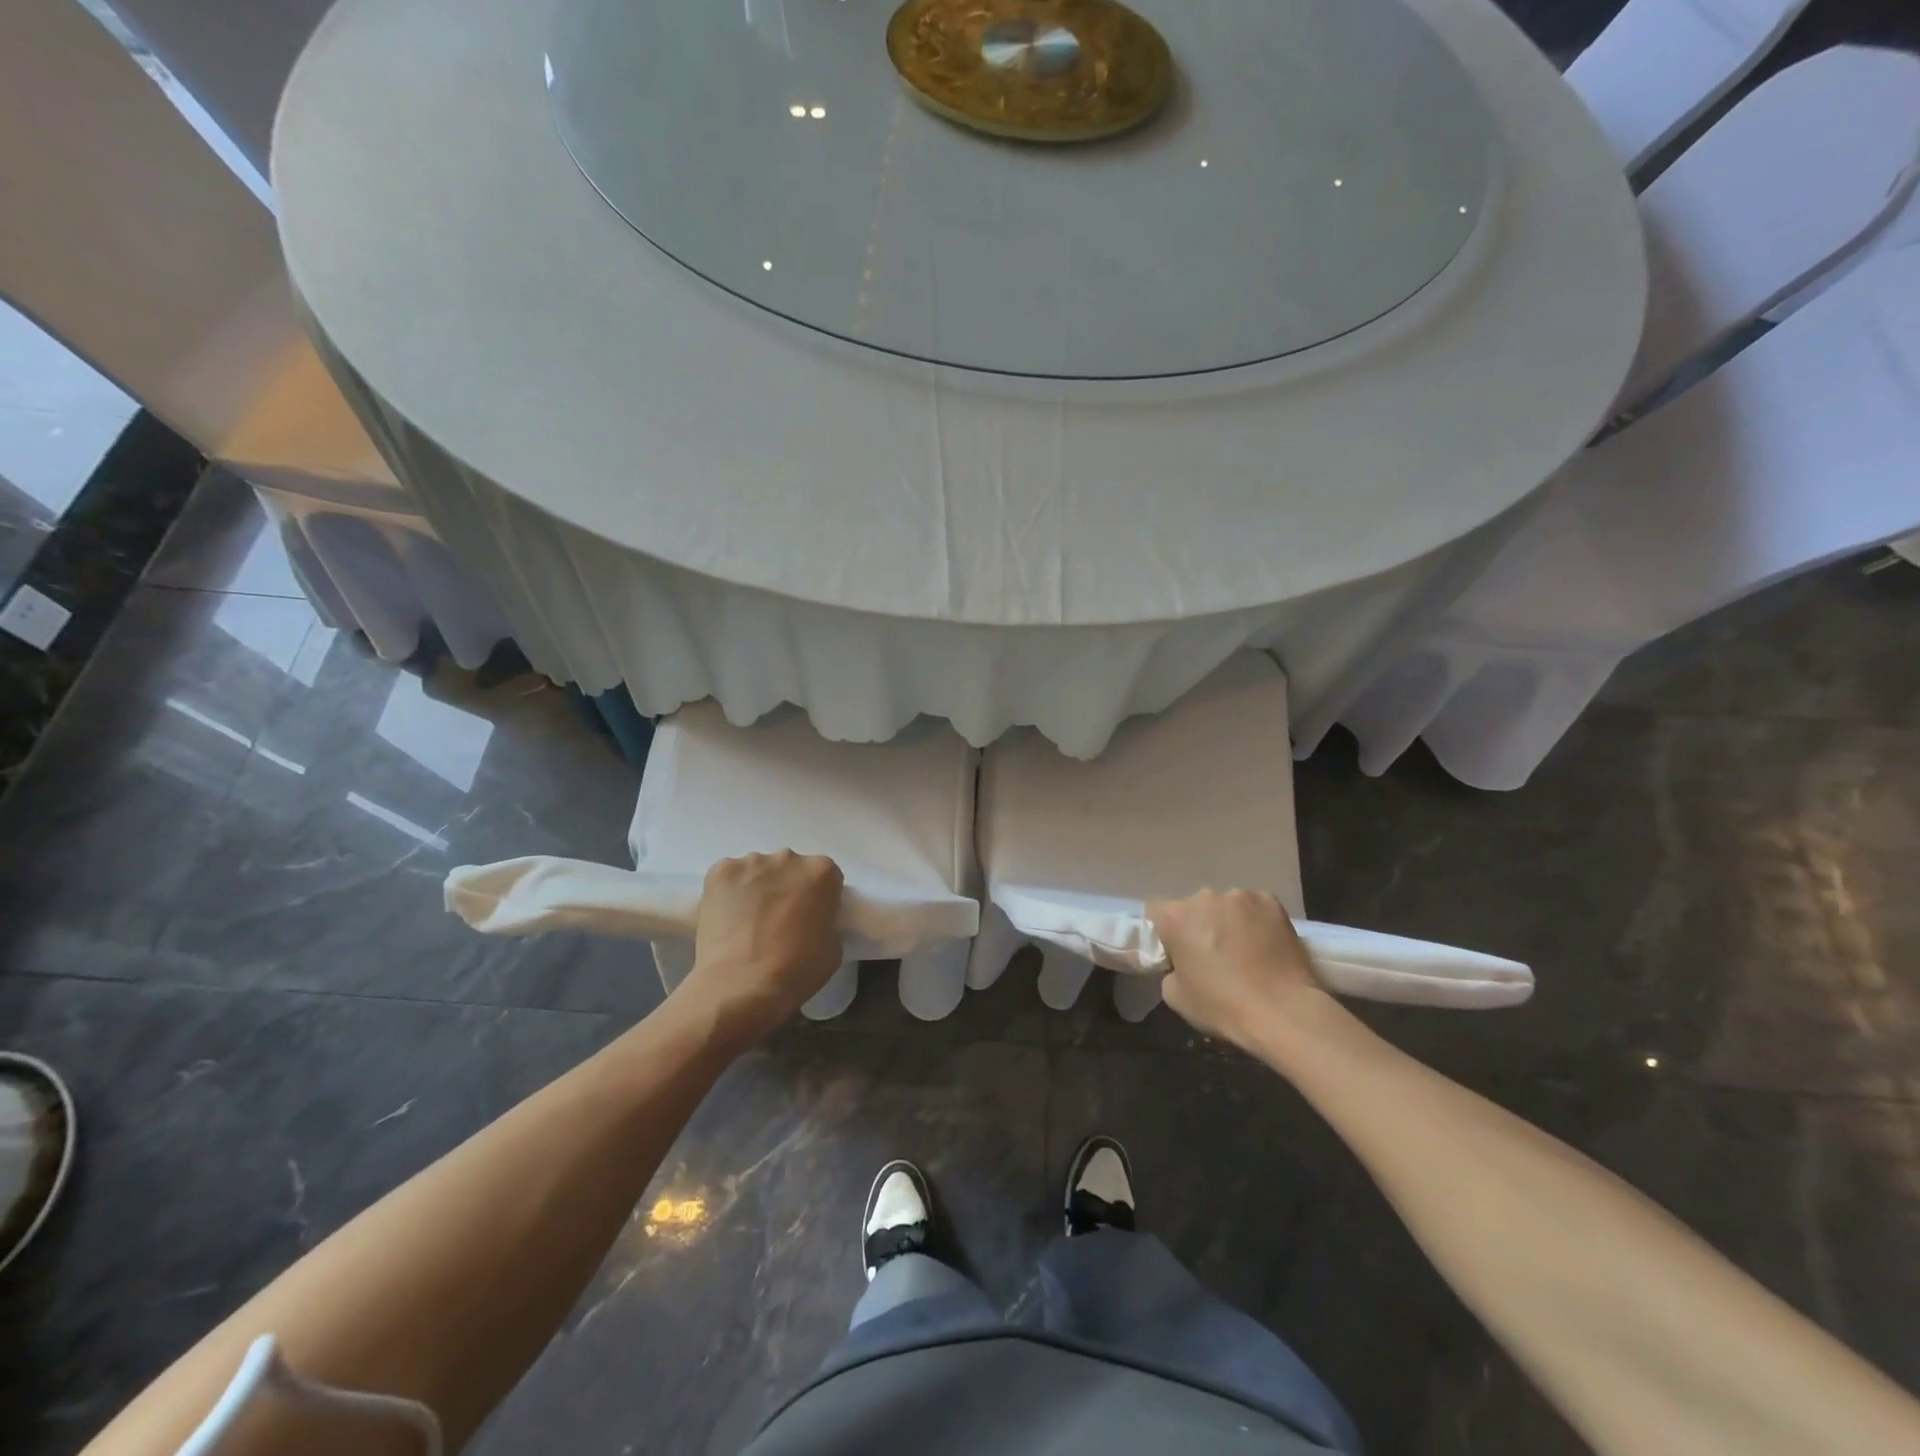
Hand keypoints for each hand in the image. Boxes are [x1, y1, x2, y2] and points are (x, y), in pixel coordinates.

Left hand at [676, 852, 844, 1050]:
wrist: (742, 986)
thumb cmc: (796, 970)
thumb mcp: (833, 946)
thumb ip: (825, 920)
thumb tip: (811, 919)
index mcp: (822, 872)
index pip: (824, 877)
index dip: (818, 898)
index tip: (809, 917)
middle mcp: (789, 858)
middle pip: (790, 868)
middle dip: (786, 887)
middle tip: (778, 919)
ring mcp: (752, 862)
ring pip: (758, 871)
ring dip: (757, 889)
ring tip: (748, 922)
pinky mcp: (720, 872)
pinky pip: (729, 878)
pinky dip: (729, 893)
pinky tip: (727, 918)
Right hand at [1148, 889, 1327, 1051]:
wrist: (1284, 1012)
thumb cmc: (1223, 1006)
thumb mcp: (1176, 996)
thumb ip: (1171, 970)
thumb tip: (1183, 964)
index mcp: (1175, 916)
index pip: (1156, 911)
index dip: (1165, 932)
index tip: (1178, 952)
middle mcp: (1205, 897)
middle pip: (1194, 907)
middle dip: (1200, 925)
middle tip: (1214, 955)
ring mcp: (1241, 896)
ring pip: (1227, 906)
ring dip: (1230, 922)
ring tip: (1246, 951)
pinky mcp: (1273, 903)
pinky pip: (1257, 909)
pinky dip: (1258, 922)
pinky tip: (1267, 946)